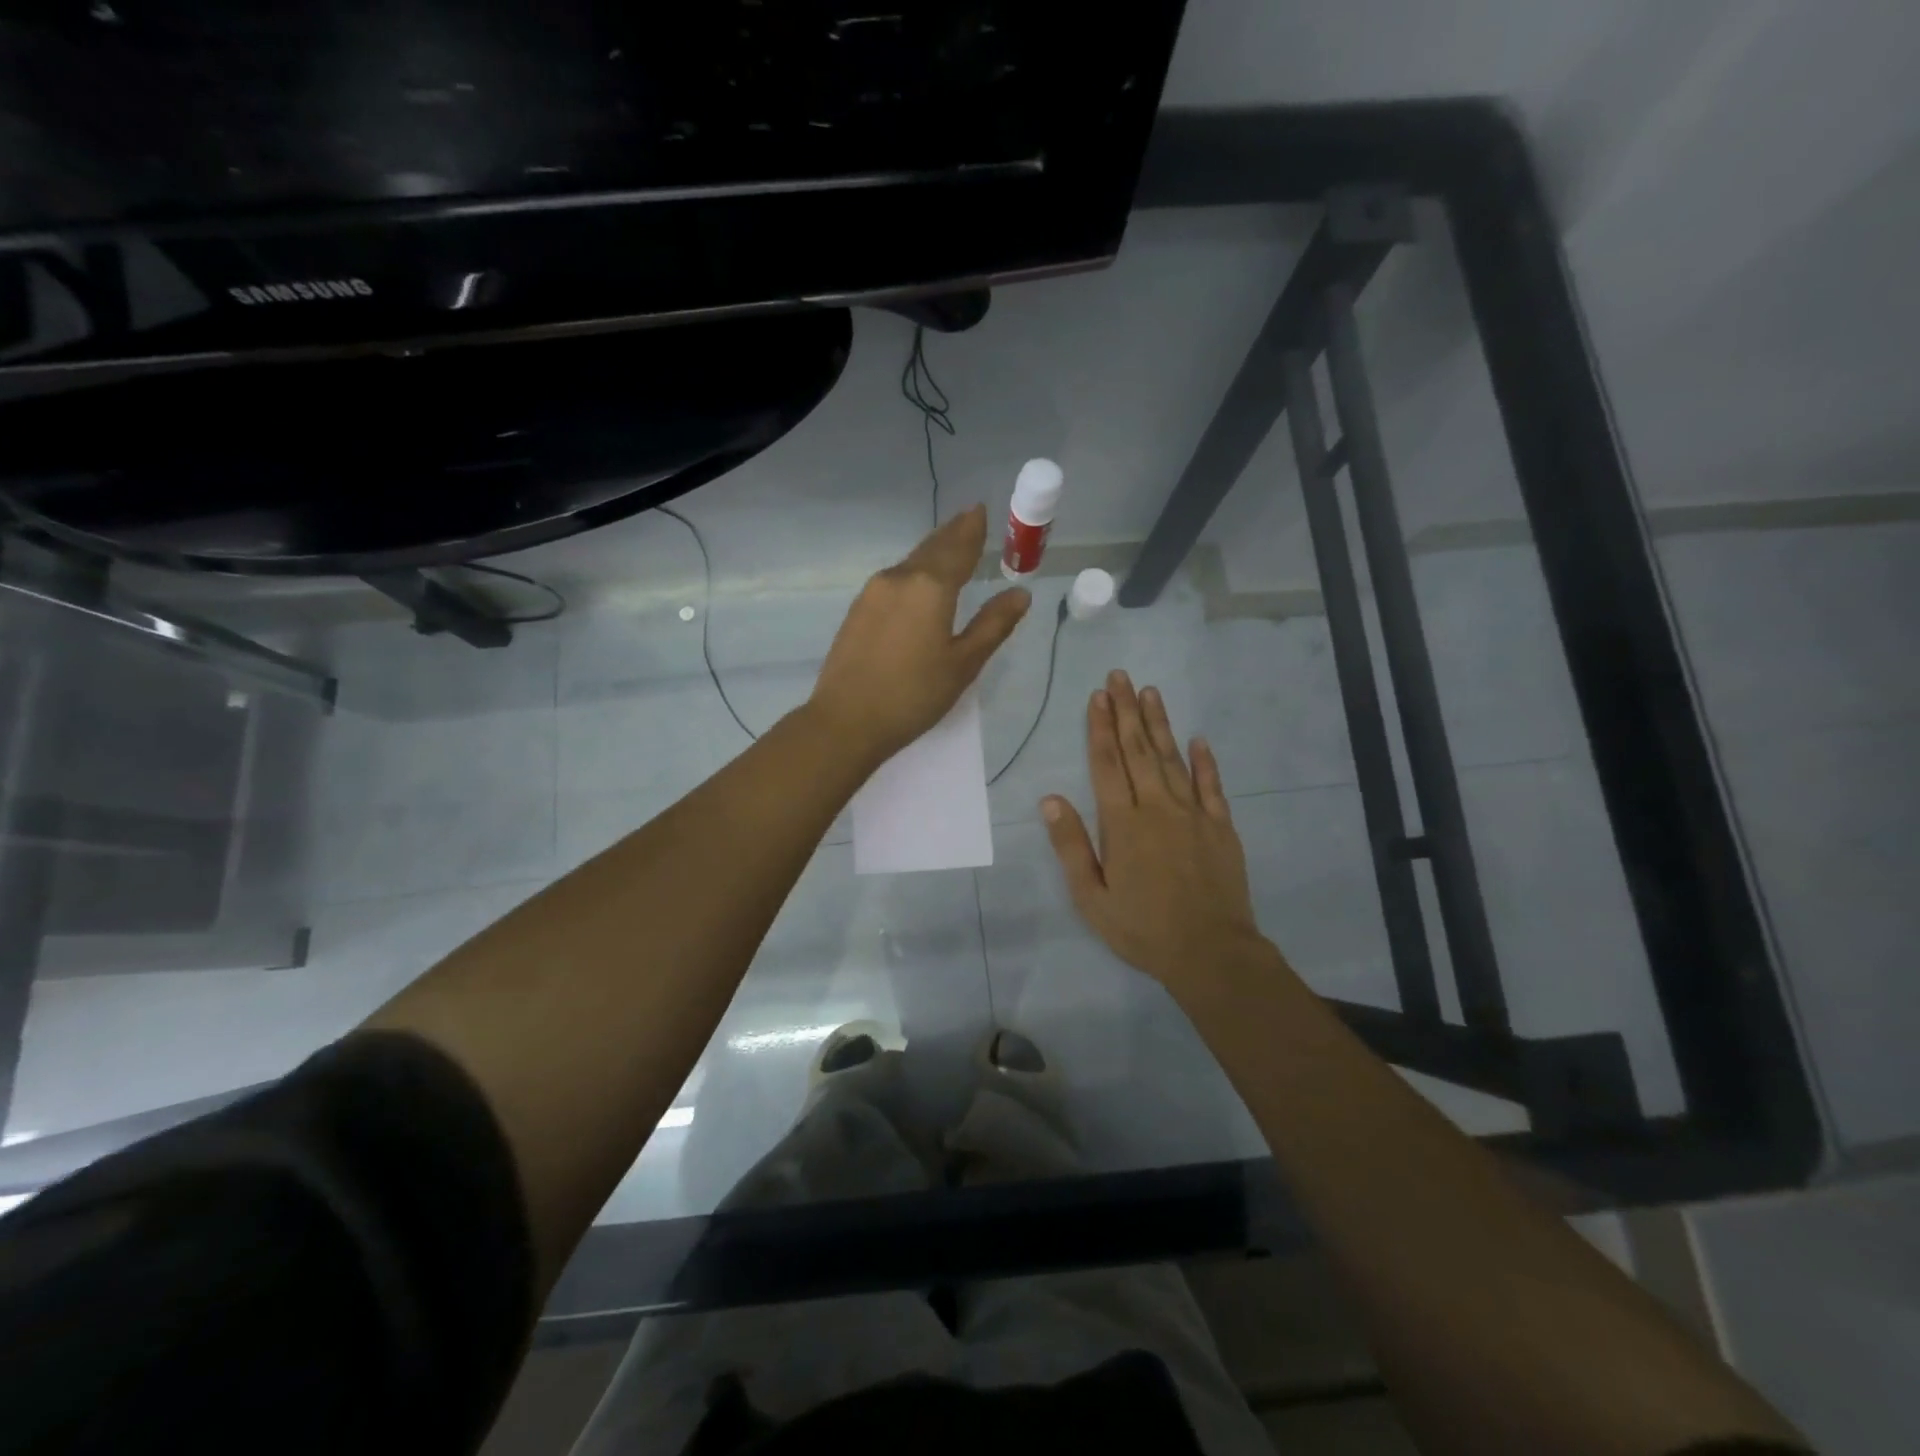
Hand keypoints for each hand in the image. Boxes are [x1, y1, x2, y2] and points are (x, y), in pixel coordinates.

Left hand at [810, 505, 1029, 764]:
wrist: (846, 720)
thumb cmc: (913, 695)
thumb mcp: (963, 664)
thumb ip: (993, 625)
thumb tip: (1020, 594)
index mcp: (930, 586)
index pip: (958, 548)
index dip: (972, 529)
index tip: (980, 510)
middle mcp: (899, 578)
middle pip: (931, 548)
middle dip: (952, 533)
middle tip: (969, 519)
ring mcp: (873, 593)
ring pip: (910, 563)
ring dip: (932, 552)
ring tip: (949, 546)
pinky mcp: (857, 610)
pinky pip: (894, 580)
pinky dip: (913, 572)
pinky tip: (918, 582)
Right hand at [1042, 670, 1278, 1000]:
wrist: (1211, 953)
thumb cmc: (1143, 929)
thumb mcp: (1092, 898)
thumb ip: (1071, 846)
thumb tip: (1049, 799)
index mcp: (1123, 824)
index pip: (1107, 765)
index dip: (1099, 729)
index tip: (1096, 696)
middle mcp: (1157, 808)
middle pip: (1139, 751)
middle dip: (1127, 712)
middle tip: (1120, 676)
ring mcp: (1193, 815)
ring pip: (1173, 759)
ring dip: (1160, 724)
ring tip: (1150, 692)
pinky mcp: (1221, 827)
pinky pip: (1211, 786)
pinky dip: (1204, 761)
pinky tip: (1198, 738)